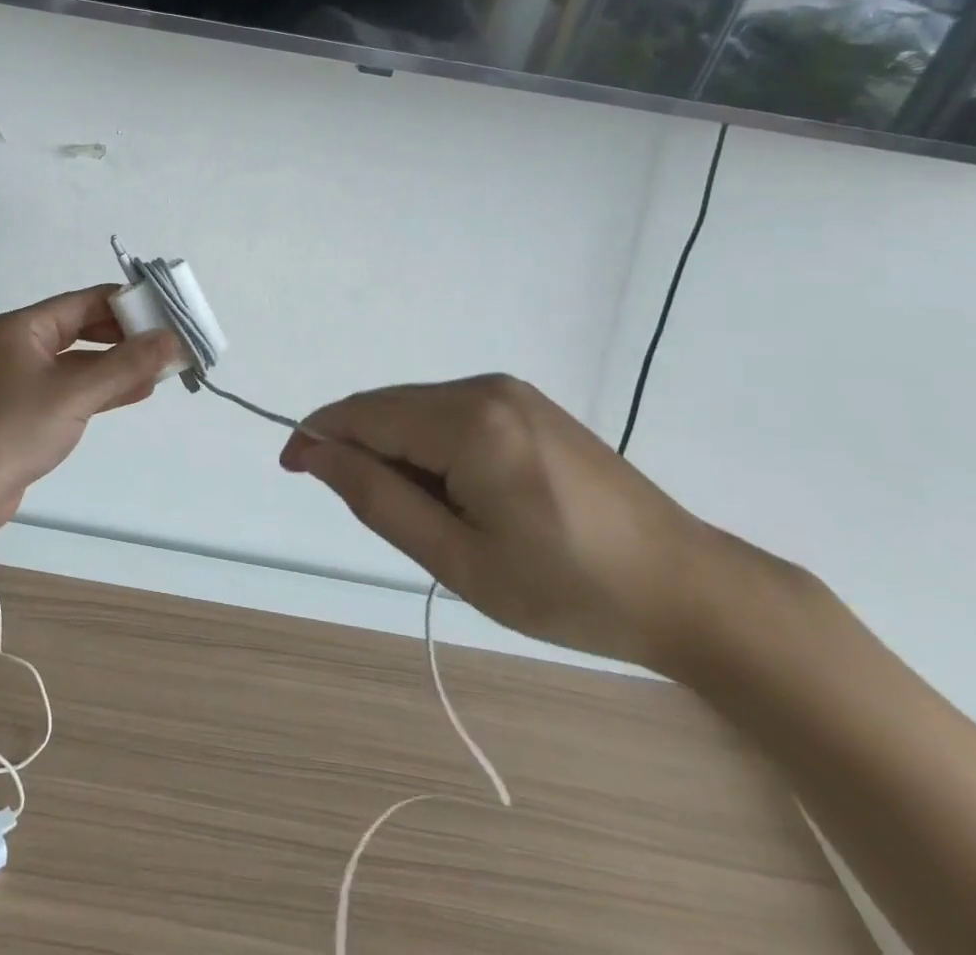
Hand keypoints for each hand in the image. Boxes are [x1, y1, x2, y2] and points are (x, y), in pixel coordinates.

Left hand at [0, 286, 179, 537]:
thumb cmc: (14, 430)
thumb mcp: (75, 393)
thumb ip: (126, 364)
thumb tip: (171, 339)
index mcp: (22, 327)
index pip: (84, 302)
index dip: (127, 304)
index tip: (166, 312)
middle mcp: (19, 345)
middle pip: (82, 328)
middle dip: (126, 336)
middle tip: (168, 342)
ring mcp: (21, 378)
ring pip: (79, 361)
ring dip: (118, 364)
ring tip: (162, 368)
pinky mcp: (26, 408)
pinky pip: (71, 387)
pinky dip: (101, 387)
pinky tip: (137, 390)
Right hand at [282, 375, 716, 669]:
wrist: (686, 587)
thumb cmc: (568, 589)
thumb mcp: (459, 560)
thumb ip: (378, 499)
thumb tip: (315, 453)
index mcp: (468, 423)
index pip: (365, 414)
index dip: (317, 435)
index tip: (289, 466)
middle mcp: (484, 387)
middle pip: (388, 406)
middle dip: (359, 448)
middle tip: (372, 515)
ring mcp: (508, 390)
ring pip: (416, 409)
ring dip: (395, 451)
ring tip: (426, 517)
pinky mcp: (524, 402)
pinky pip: (448, 412)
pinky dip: (427, 446)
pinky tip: (454, 493)